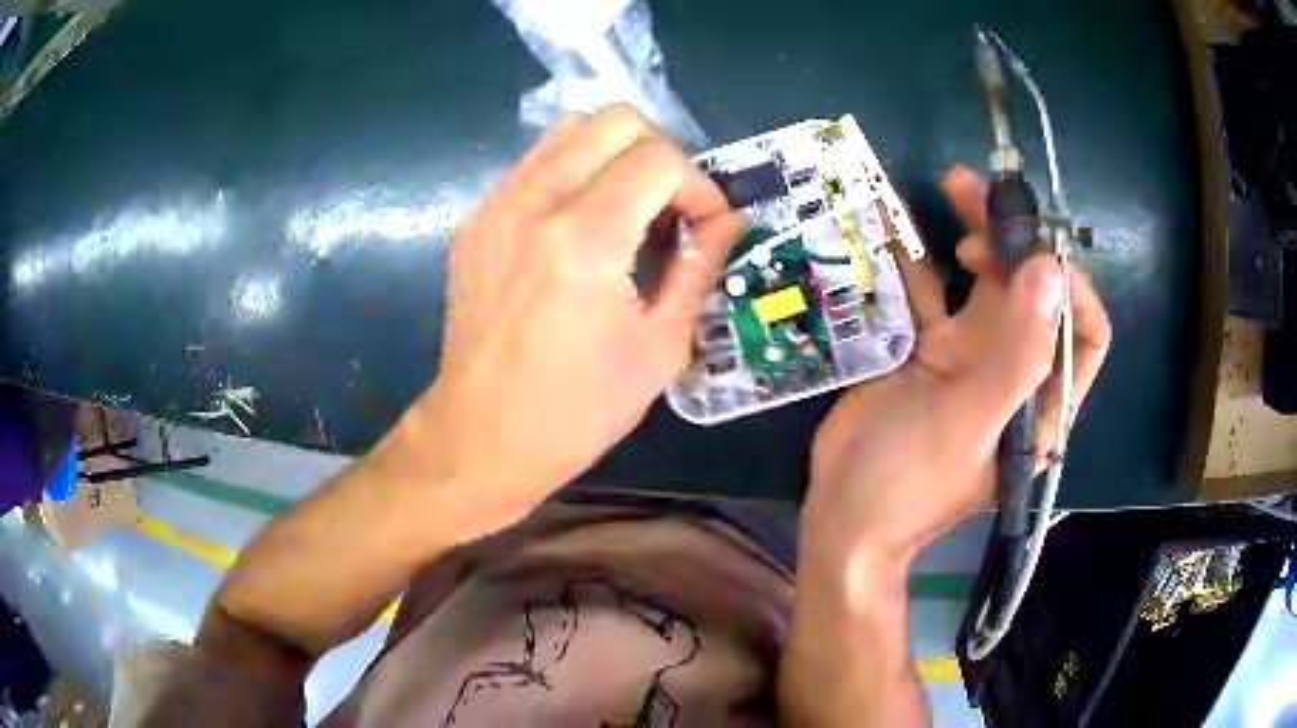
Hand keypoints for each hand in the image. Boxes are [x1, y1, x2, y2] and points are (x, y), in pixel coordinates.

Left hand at [395, 106, 743, 535]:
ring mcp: (495, 207)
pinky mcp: (476, 221)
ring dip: (615, 156)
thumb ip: (699, 267)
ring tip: (630, 210)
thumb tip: (729, 221)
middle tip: (671, 209)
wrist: (480, 438)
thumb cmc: (577, 410)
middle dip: (661, 154)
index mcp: (584, 239)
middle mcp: (533, 203)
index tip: (706, 228)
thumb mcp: (659, 347)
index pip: (659, 158)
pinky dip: (574, 174)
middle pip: (614, 120)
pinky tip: (583, 226)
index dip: (699, 186)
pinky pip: (535, 164)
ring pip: (570, 129)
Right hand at [802, 165, 1111, 583]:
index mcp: (1042, 402)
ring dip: (976, 235)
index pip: (1083, 333)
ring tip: (950, 189)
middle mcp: (1017, 374)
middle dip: (1015, 240)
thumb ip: (1015, 352)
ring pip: (989, 286)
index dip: (1071, 283)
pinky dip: (926, 263)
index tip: (1032, 245)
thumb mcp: (967, 421)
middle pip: (1034, 294)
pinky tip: (906, 232)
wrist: (845, 514)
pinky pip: (941, 296)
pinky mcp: (935, 351)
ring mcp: (975, 360)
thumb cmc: (909, 482)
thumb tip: (1049, 271)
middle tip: (979, 193)